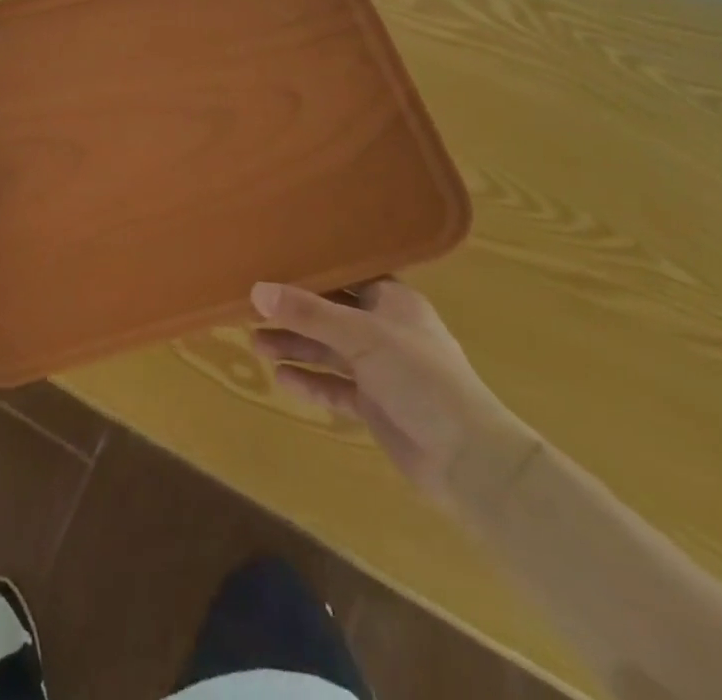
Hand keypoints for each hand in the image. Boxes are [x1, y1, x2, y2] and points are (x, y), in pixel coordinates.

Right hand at [251, 279, 538, 511]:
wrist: (469, 460)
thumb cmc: (421, 377)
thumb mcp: (362, 336)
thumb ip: (309, 313)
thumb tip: (257, 290)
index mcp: (393, 300)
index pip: (346, 276)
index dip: (312, 270)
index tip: (272, 263)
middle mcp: (385, 329)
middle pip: (331, 314)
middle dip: (294, 314)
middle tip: (252, 310)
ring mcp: (380, 369)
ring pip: (329, 350)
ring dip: (296, 347)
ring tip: (256, 344)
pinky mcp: (375, 405)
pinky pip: (335, 387)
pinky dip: (311, 382)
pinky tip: (281, 378)